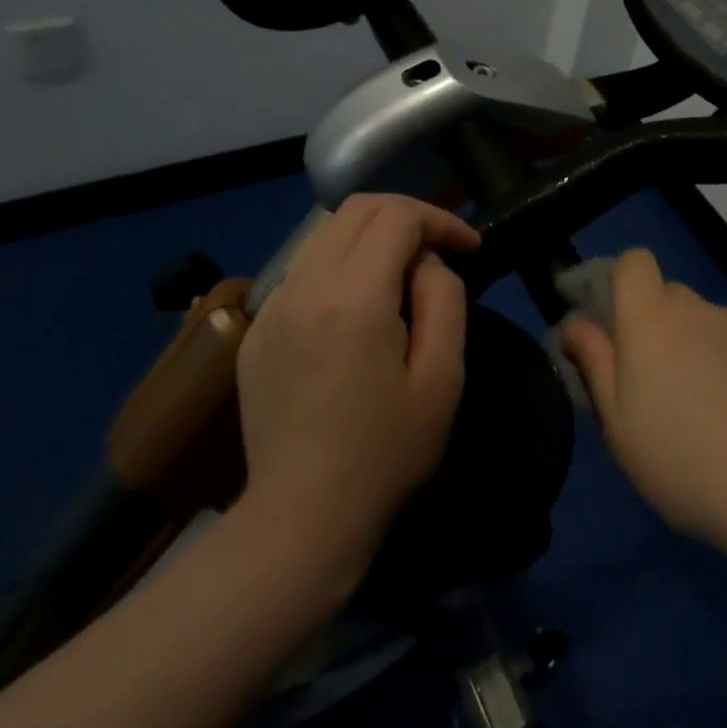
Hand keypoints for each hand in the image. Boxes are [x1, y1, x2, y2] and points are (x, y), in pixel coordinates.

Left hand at [229, 194, 479, 586]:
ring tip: (403, 276)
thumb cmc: (386, 453)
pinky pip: (303, 271)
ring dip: (371, 237)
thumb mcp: (442, 378)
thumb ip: (444, 300)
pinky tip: (358, 309)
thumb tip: (426, 263)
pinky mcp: (256, 331)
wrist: (301, 518)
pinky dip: (340, 265)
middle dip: (407, 216)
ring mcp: (272, 307)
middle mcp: (304, 287)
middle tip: (439, 251)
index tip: (470, 248)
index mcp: (353, 298)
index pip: (397, 215)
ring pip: (325, 234)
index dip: (441, 220)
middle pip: (356, 209)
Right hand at [560, 249, 726, 552]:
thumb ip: (595, 364)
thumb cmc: (687, 465)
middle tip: (663, 388)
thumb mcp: (620, 428)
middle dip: (660, 329)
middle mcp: (701, 308)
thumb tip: (576, 322)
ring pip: (711, 324)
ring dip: (703, 349)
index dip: (622, 284)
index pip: (633, 262)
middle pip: (671, 297)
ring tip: (717, 412)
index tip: (619, 330)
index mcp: (653, 321)